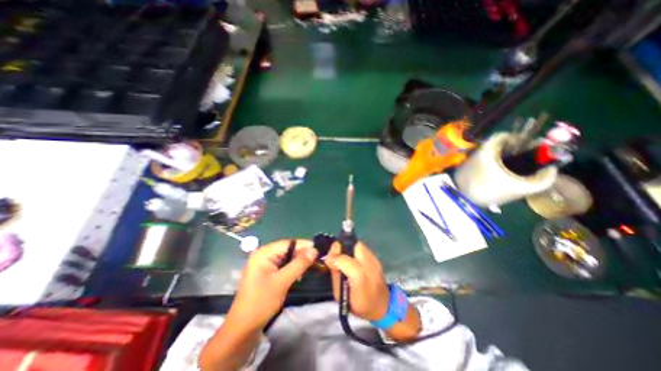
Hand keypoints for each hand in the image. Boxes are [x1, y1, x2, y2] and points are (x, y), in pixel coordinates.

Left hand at [229, 241, 318, 329]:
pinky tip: (300, 273)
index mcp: (263, 253)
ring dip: (298, 261)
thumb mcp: (282, 282)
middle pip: (288, 249)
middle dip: (302, 254)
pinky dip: (292, 268)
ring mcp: (264, 264)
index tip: (319, 249)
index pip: (288, 243)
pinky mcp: (267, 273)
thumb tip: (314, 250)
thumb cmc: (261, 303)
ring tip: (312, 265)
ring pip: (286, 257)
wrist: (242, 329)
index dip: (304, 245)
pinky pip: (283, 265)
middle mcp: (264, 255)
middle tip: (318, 259)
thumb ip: (299, 264)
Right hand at [325, 241, 388, 320]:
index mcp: (360, 282)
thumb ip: (335, 274)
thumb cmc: (358, 304)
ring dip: (350, 248)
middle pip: (355, 246)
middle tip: (337, 256)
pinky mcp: (377, 259)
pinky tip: (354, 260)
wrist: (382, 307)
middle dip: (344, 247)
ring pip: (359, 245)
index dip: (335, 257)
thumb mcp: (341, 295)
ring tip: (345, 258)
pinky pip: (363, 249)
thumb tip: (329, 258)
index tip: (329, 260)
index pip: (346, 261)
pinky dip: (356, 251)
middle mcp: (370, 268)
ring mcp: (376, 262)